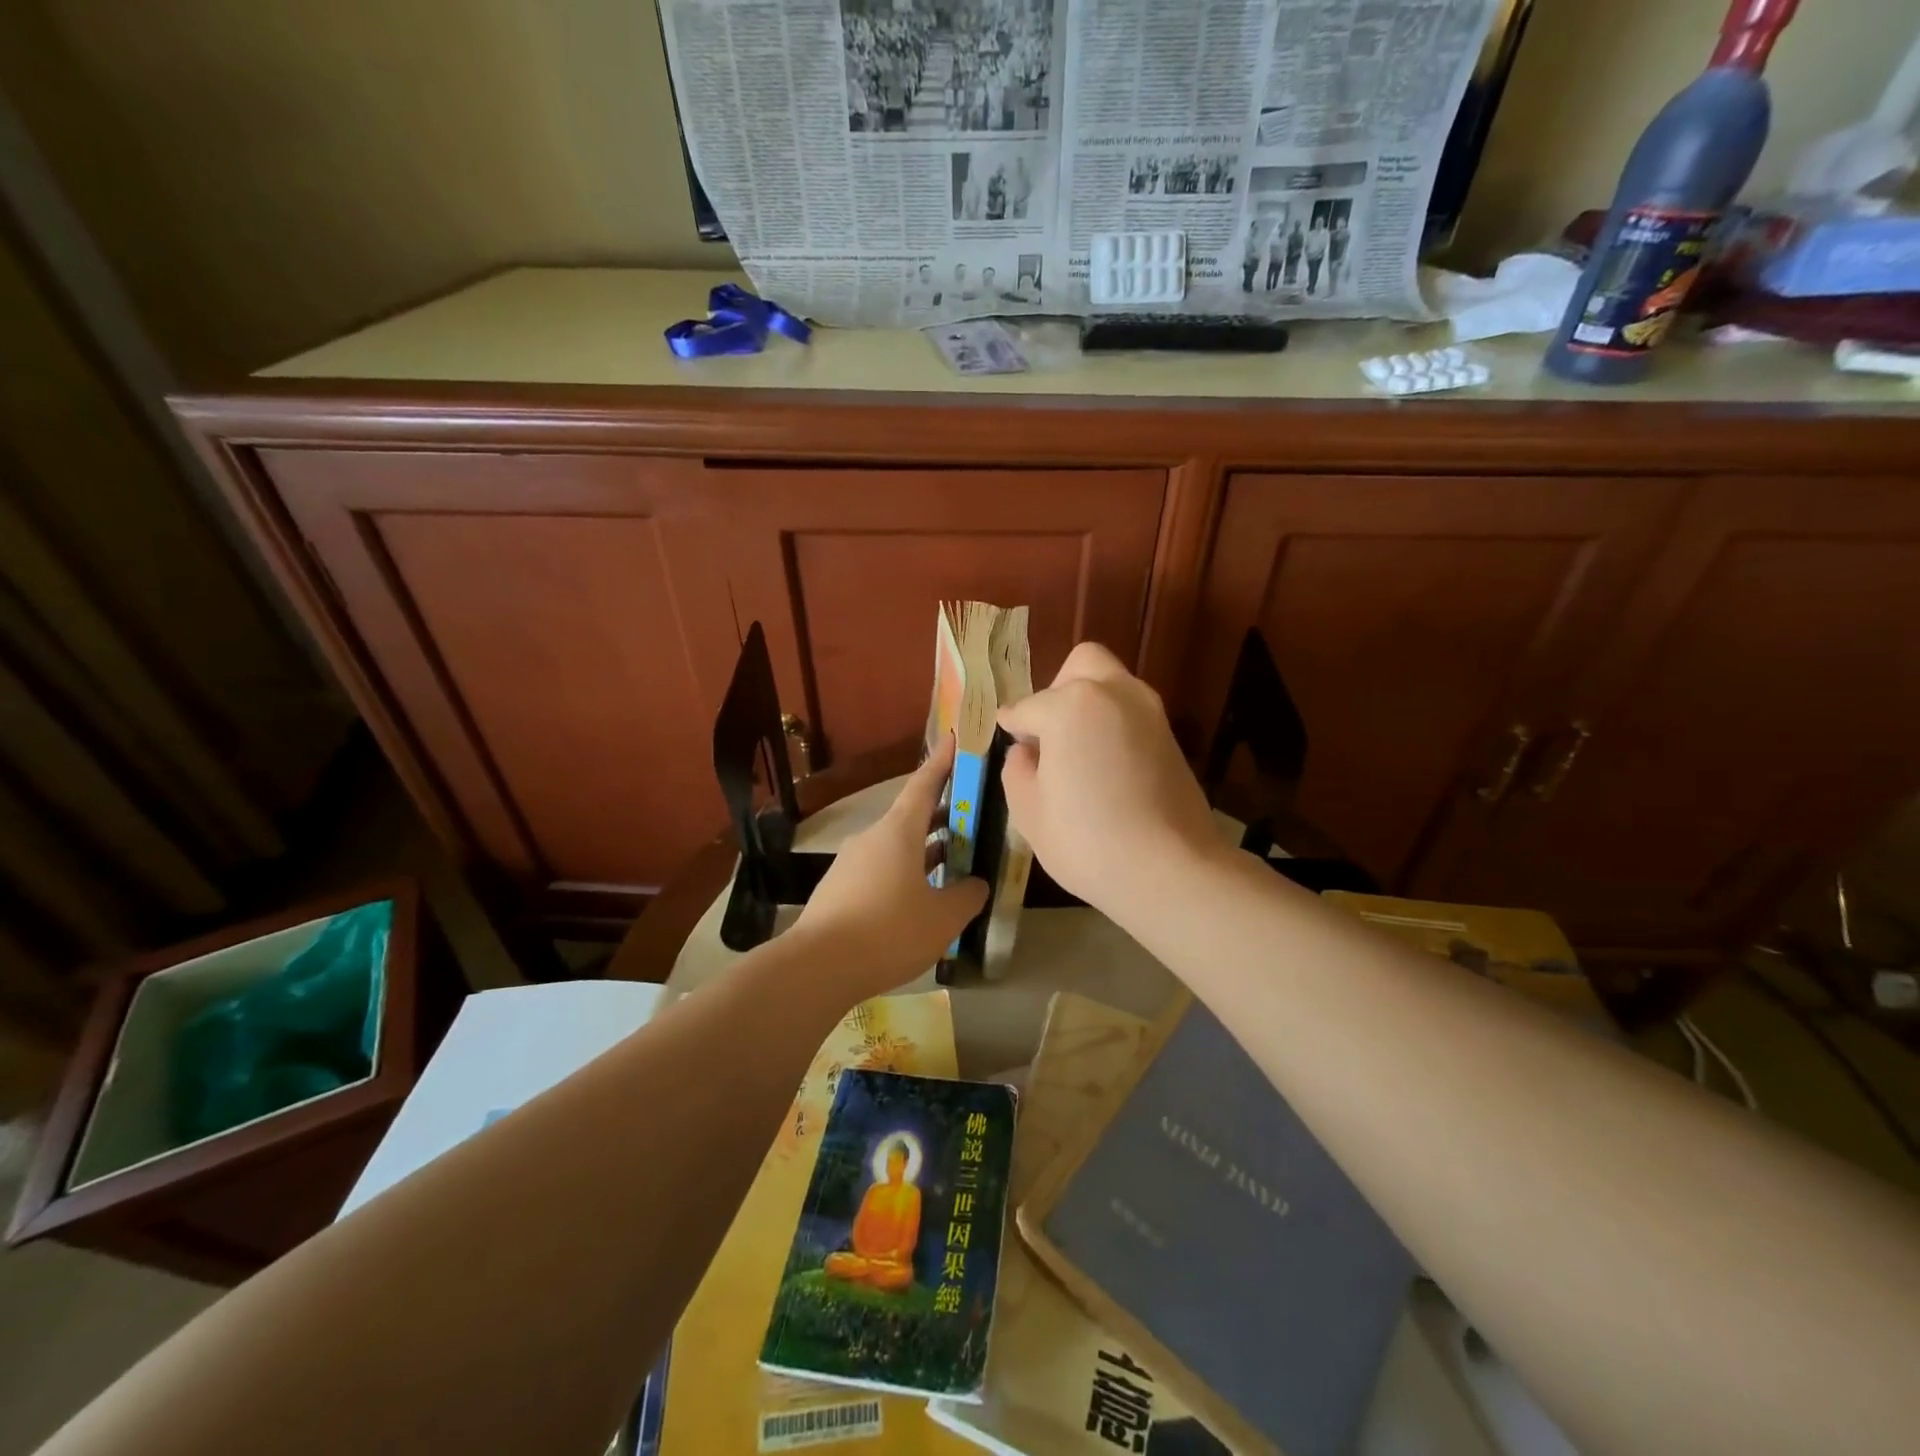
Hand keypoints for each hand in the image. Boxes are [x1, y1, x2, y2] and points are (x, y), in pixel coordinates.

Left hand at [790, 735, 988, 999]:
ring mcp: (852, 864)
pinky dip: (907, 873)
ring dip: (926, 849)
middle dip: (943, 814)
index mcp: (898, 832)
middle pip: (912, 817)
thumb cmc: (888, 931)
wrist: (816, 968)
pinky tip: (922, 899)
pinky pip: (882, 871)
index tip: (955, 737)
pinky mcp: (841, 889)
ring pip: (897, 847)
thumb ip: (967, 896)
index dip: (943, 761)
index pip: (924, 784)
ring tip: (955, 860)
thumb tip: (975, 884)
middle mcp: (872, 838)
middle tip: (973, 814)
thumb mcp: (943, 918)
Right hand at [999, 643, 1221, 913]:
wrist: (1169, 869)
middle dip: (1059, 689)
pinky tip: (1104, 768)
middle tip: (1049, 733)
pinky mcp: (1171, 737)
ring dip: (1089, 706)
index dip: (1011, 725)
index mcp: (1070, 705)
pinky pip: (1131, 714)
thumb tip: (1027, 751)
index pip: (1027, 707)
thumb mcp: (1028, 809)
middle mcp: (1113, 693)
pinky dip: (1113, 726)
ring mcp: (1149, 712)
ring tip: (1076, 753)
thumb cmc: (1085, 840)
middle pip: (1081, 665)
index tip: (1006, 736)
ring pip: (1112, 685)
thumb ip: (1018, 768)